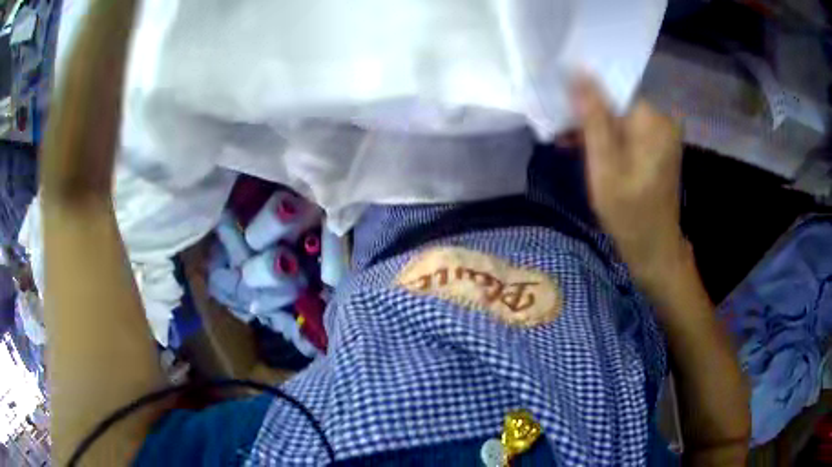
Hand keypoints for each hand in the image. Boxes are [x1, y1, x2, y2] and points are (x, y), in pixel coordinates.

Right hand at [573, 77, 685, 282]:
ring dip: (595, 129)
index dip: (583, 95)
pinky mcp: (659, 146)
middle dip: (587, 115)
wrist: (655, 248)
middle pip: (616, 103)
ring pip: (619, 118)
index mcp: (651, 120)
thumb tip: (578, 73)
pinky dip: (609, 139)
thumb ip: (592, 118)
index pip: (611, 89)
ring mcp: (662, 133)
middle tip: (560, 133)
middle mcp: (661, 119)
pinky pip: (628, 131)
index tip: (560, 108)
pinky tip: (589, 151)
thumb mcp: (604, 165)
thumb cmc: (628, 213)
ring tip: (569, 143)